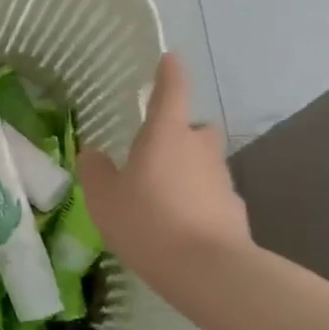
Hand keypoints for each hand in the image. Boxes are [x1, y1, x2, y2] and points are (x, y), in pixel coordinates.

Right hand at [76, 52, 251, 287]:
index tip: (170, 58)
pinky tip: (178, 225)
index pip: (171, 92)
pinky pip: (211, 196)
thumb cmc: (147, 221)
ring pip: (204, 164)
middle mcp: (199, 149)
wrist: (208, 271)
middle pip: (195, 129)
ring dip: (187, 171)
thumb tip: (94, 154)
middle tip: (156, 151)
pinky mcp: (234, 211)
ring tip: (160, 197)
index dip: (169, 74)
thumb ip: (96, 171)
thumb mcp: (104, 197)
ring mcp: (222, 180)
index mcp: (166, 135)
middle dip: (181, 133)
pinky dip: (197, 202)